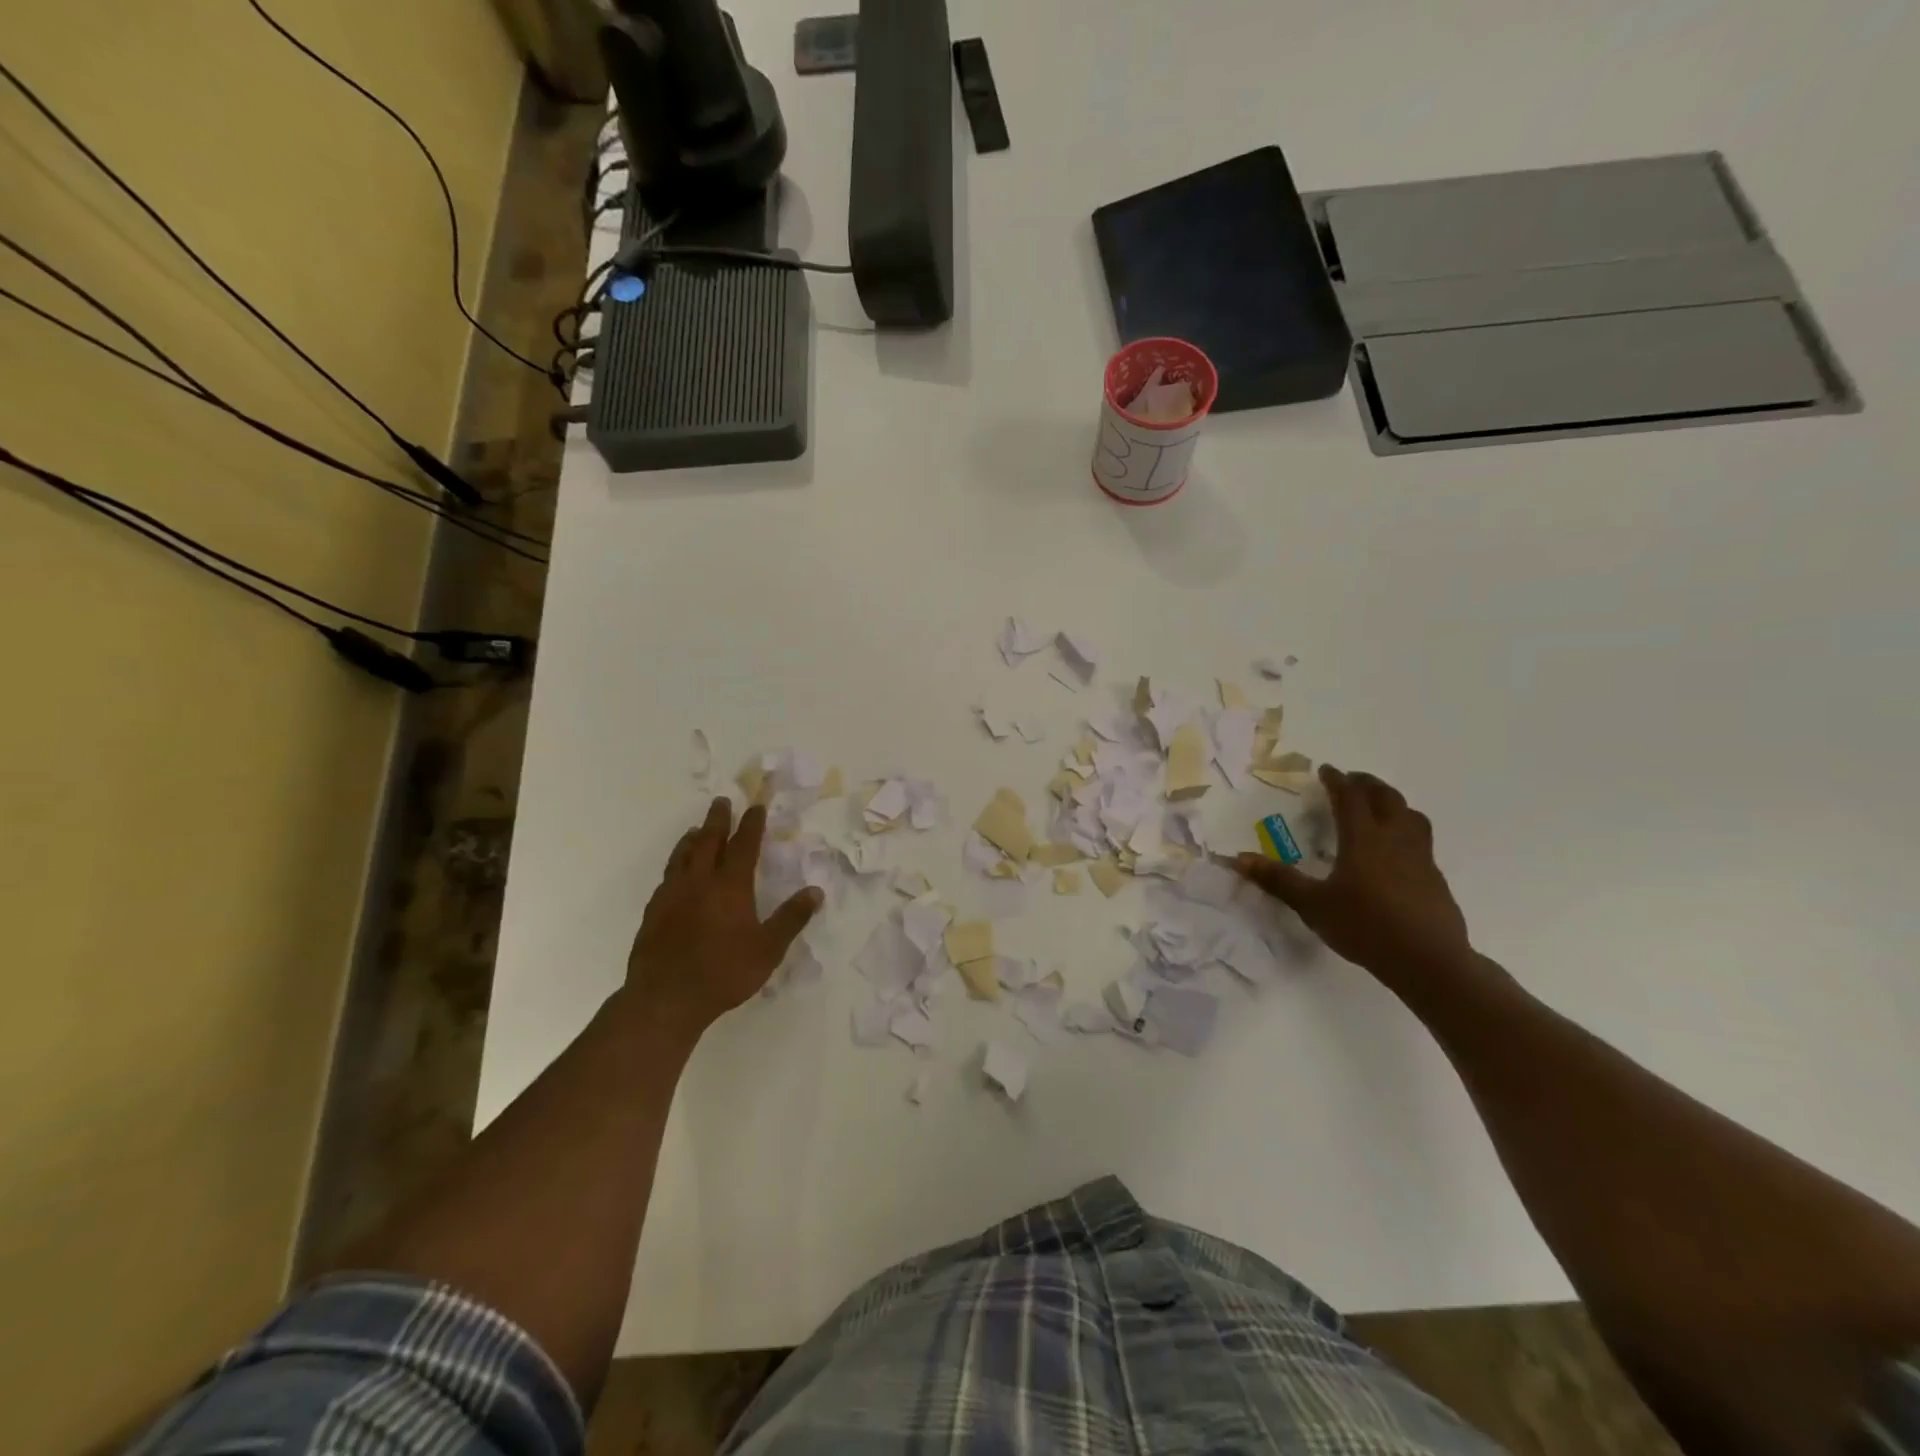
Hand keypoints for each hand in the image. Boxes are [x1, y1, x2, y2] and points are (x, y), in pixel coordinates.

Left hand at [624, 798, 821, 1040]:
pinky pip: (666, 877)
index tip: (756, 806)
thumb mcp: (768, 949)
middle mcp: (700, 882)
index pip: (744, 845)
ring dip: (692, 839)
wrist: (665, 999)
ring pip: (682, 856)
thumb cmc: (723, 973)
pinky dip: (675, 864)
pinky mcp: (653, 912)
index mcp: (730, 886)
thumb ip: (791, 919)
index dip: (751, 824)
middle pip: (709, 841)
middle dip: (717, 819)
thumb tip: (816, 891)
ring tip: (696, 829)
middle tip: (721, 801)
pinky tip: (675, 873)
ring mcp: (672, 895)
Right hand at [1235, 766, 1473, 989]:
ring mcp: (1420, 857)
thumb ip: (1277, 880)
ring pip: (1410, 814)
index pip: (1350, 798)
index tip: (1326, 770)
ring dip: (1392, 802)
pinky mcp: (1435, 877)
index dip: (1337, 780)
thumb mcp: (1313, 905)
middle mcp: (1394, 839)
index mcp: (1363, 839)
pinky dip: (1406, 828)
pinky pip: (1421, 838)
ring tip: (1380, 805)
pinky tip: (1397, 849)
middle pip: (1386, 797)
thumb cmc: (1365, 927)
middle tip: (1351, 781)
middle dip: (1367, 784)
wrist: (1428, 961)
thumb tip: (1238, 859)